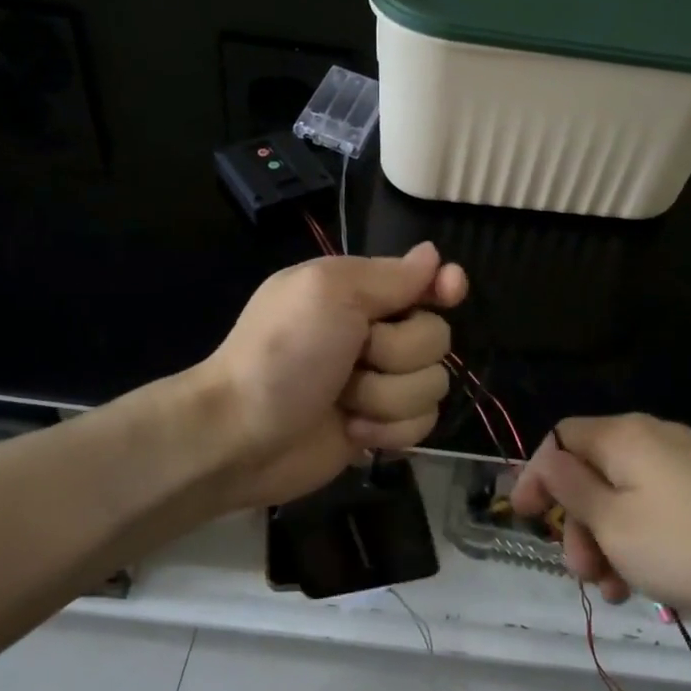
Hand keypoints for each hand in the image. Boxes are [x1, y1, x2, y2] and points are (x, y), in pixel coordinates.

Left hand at [201, 243, 468, 509]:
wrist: (241, 435)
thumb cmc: (282, 354)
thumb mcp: (329, 293)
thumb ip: (388, 276)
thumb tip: (433, 255)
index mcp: (360, 292)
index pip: (425, 280)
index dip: (443, 286)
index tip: (449, 292)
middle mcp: (375, 333)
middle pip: (436, 337)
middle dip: (398, 354)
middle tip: (354, 359)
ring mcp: (380, 384)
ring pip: (432, 384)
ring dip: (387, 398)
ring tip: (344, 402)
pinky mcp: (381, 427)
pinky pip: (422, 424)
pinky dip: (388, 430)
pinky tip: (352, 431)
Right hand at [509, 414, 690, 622]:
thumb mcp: (615, 524)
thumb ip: (571, 488)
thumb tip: (547, 460)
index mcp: (623, 436)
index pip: (560, 440)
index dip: (536, 476)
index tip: (523, 518)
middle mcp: (654, 437)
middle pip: (593, 472)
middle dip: (578, 524)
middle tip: (584, 574)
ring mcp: (689, 461)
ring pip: (626, 495)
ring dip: (610, 540)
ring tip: (619, 592)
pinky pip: (660, 505)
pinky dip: (643, 538)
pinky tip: (653, 581)